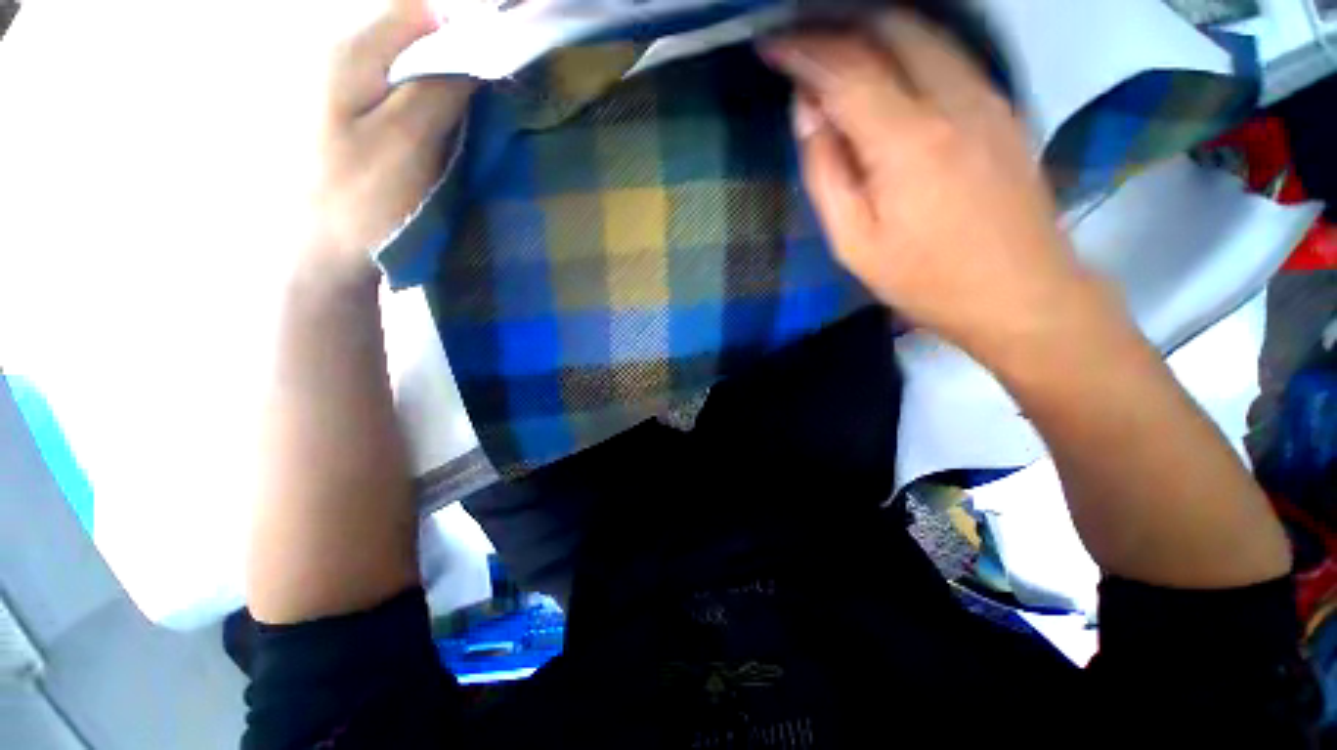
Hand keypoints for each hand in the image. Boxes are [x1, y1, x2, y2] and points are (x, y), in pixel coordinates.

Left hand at [304, 0, 475, 281]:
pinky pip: (400, 92)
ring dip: (445, 83)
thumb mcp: (407, 141)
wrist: (321, 251)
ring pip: (408, 64)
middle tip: (488, 99)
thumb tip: (475, 52)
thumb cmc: (362, 199)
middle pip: (413, 33)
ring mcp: (343, 86)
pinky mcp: (351, 115)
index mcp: (350, 51)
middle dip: (457, 57)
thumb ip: (439, 88)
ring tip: (470, 117)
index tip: (496, 68)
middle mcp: (340, 54)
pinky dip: (429, 103)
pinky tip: (443, 131)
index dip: (464, 28)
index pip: (419, 8)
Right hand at [763, 14, 1095, 358]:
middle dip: (838, 28)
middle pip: (890, 28)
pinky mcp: (1001, 105)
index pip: (846, 70)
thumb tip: (808, 112)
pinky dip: (906, 47)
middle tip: (801, 46)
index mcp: (907, 140)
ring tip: (835, 53)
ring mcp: (986, 95)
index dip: (803, 51)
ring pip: (924, 32)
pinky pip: (947, 53)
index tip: (770, 45)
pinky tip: (885, 70)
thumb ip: (825, 172)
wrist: (1019, 292)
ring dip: (872, 31)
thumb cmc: (925, 278)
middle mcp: (953, 98)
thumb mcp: (854, 242)